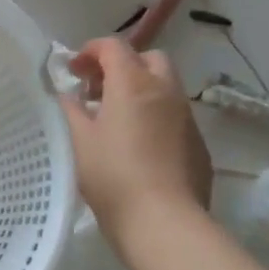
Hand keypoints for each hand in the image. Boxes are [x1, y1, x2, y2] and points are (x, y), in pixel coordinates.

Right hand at [62, 37, 211, 240]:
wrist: (165, 223)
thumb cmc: (113, 177)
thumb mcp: (78, 140)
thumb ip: (70, 110)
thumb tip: (69, 96)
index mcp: (133, 83)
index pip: (113, 46)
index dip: (90, 51)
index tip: (73, 71)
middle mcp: (165, 91)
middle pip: (147, 59)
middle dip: (122, 65)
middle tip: (98, 90)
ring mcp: (187, 117)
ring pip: (165, 87)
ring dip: (141, 90)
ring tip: (116, 118)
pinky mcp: (198, 144)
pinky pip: (175, 116)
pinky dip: (155, 116)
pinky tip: (139, 145)